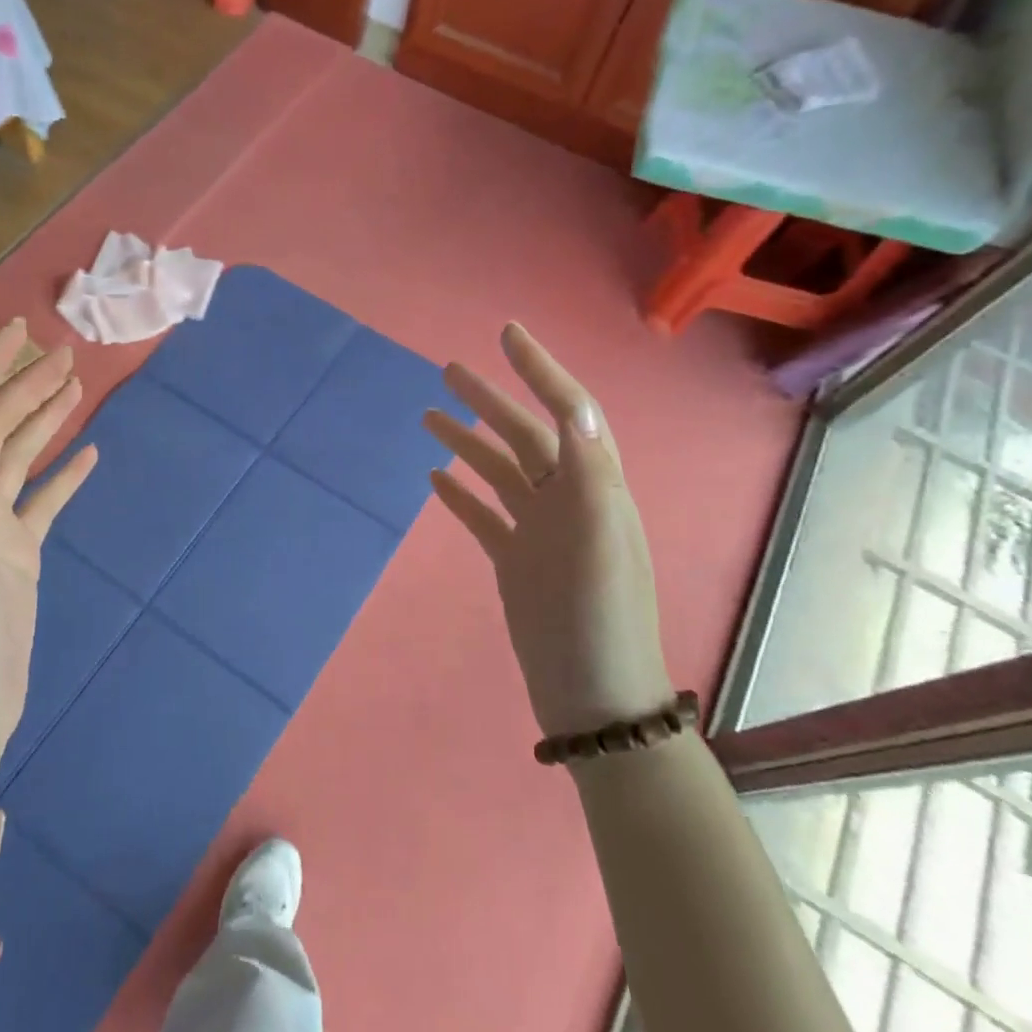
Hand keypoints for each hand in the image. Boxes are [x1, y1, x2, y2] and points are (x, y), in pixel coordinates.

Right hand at [425, 323, 672, 739]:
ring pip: (498, 471)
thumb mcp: (602, 542)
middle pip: (523, 435)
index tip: (507, 334)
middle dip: (489, 400)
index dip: (539, 370)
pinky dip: (461, 493)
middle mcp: (567, 500)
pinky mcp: (516, 560)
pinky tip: (434, 478)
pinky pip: (484, 515)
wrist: (593, 697)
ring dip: (467, 441)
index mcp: (594, 487)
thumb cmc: (599, 619)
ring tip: (429, 415)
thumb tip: (575, 407)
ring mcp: (539, 531)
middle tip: (449, 370)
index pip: (568, 412)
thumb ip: (589, 474)